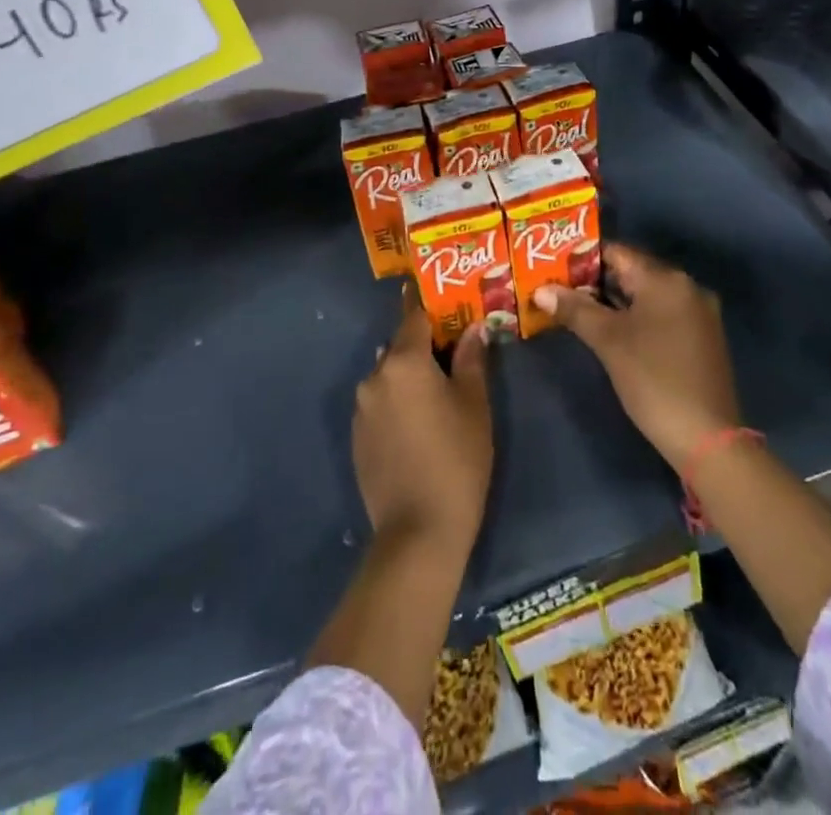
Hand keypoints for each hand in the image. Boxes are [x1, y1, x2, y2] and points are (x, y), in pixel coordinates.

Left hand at [352, 291, 492, 551]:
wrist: (418, 532)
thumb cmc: (457, 459)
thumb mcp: (474, 405)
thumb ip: (471, 360)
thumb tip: (472, 329)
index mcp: (404, 362)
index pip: (414, 316)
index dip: (430, 306)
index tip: (442, 298)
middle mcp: (374, 376)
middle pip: (399, 347)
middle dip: (423, 346)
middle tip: (452, 354)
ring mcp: (361, 408)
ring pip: (388, 376)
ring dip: (409, 377)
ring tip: (438, 395)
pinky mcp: (356, 436)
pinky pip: (379, 403)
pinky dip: (396, 403)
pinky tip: (418, 426)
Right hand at [536, 245, 740, 469]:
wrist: (707, 437)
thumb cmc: (653, 379)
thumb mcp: (608, 341)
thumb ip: (574, 309)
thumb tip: (541, 290)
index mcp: (666, 279)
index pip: (617, 252)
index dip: (582, 258)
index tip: (553, 267)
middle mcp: (686, 287)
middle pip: (631, 272)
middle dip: (594, 281)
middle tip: (558, 289)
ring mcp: (697, 313)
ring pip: (645, 295)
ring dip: (612, 300)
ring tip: (575, 308)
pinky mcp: (700, 337)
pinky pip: (660, 313)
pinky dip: (634, 316)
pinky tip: (610, 331)